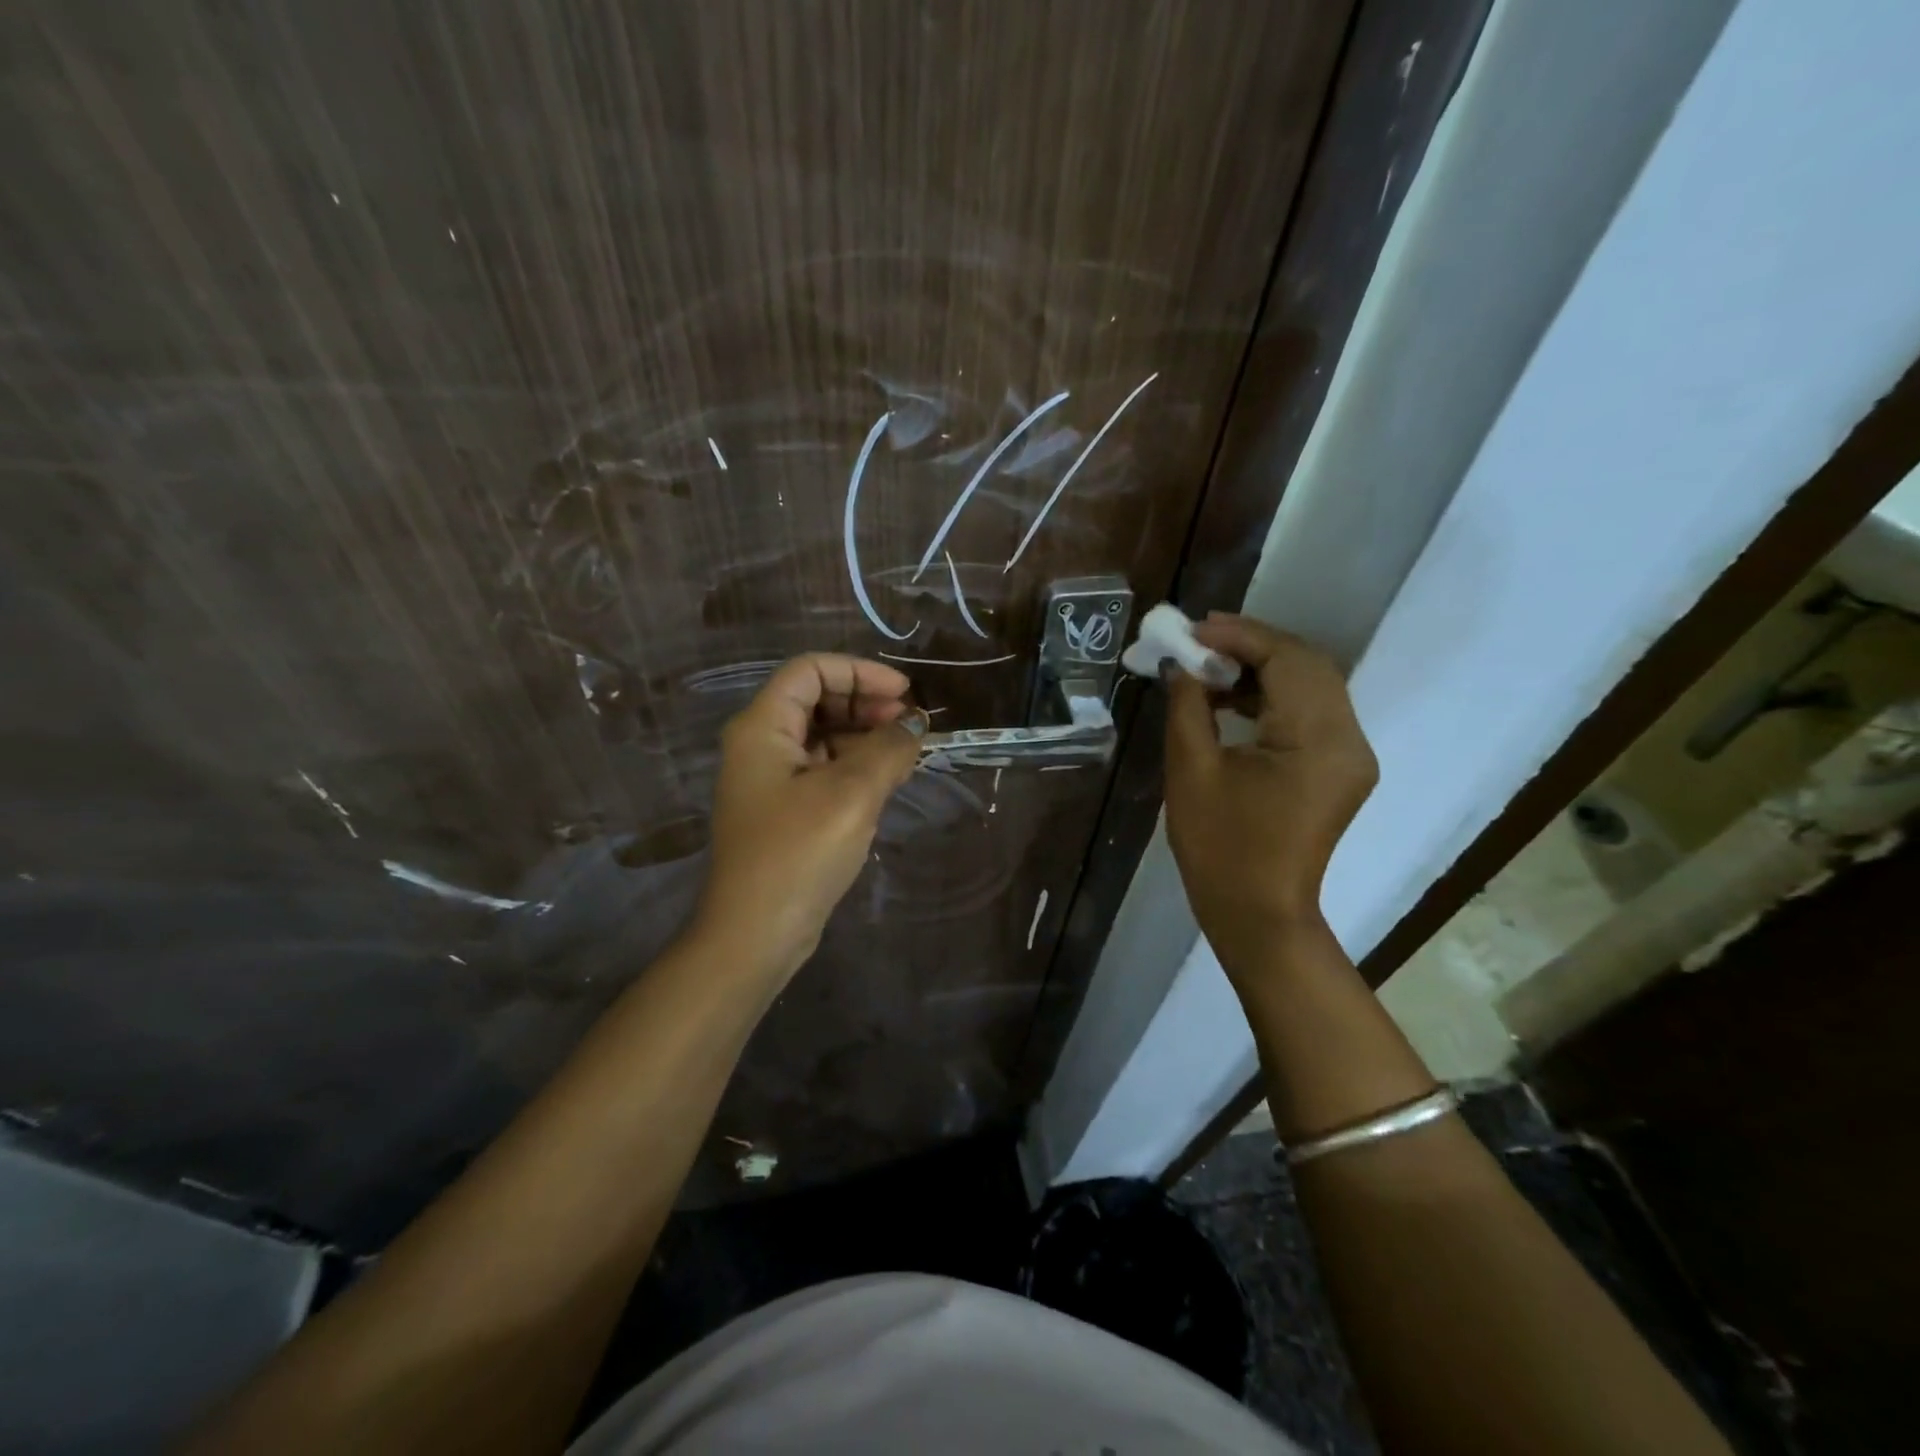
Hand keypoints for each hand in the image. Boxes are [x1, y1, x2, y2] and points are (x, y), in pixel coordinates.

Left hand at [693, 654, 923, 982]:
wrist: (756, 934)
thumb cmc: (798, 853)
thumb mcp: (852, 794)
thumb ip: (889, 748)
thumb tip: (915, 722)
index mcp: (762, 727)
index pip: (810, 670)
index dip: (860, 672)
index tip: (905, 694)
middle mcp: (760, 744)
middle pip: (816, 699)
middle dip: (866, 702)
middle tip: (910, 725)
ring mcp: (770, 779)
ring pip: (822, 735)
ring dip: (865, 735)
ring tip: (906, 753)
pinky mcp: (783, 809)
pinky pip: (823, 768)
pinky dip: (855, 765)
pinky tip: (886, 780)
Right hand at [1163, 614, 1377, 977]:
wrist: (1257, 914)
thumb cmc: (1219, 848)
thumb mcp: (1192, 770)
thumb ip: (1188, 705)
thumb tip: (1178, 663)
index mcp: (1318, 741)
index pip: (1287, 660)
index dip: (1239, 636)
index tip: (1191, 629)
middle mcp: (1349, 740)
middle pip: (1307, 664)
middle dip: (1251, 645)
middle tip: (1197, 640)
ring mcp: (1350, 755)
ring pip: (1311, 684)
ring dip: (1260, 668)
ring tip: (1205, 667)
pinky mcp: (1339, 767)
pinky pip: (1310, 712)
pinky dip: (1271, 696)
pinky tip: (1229, 698)